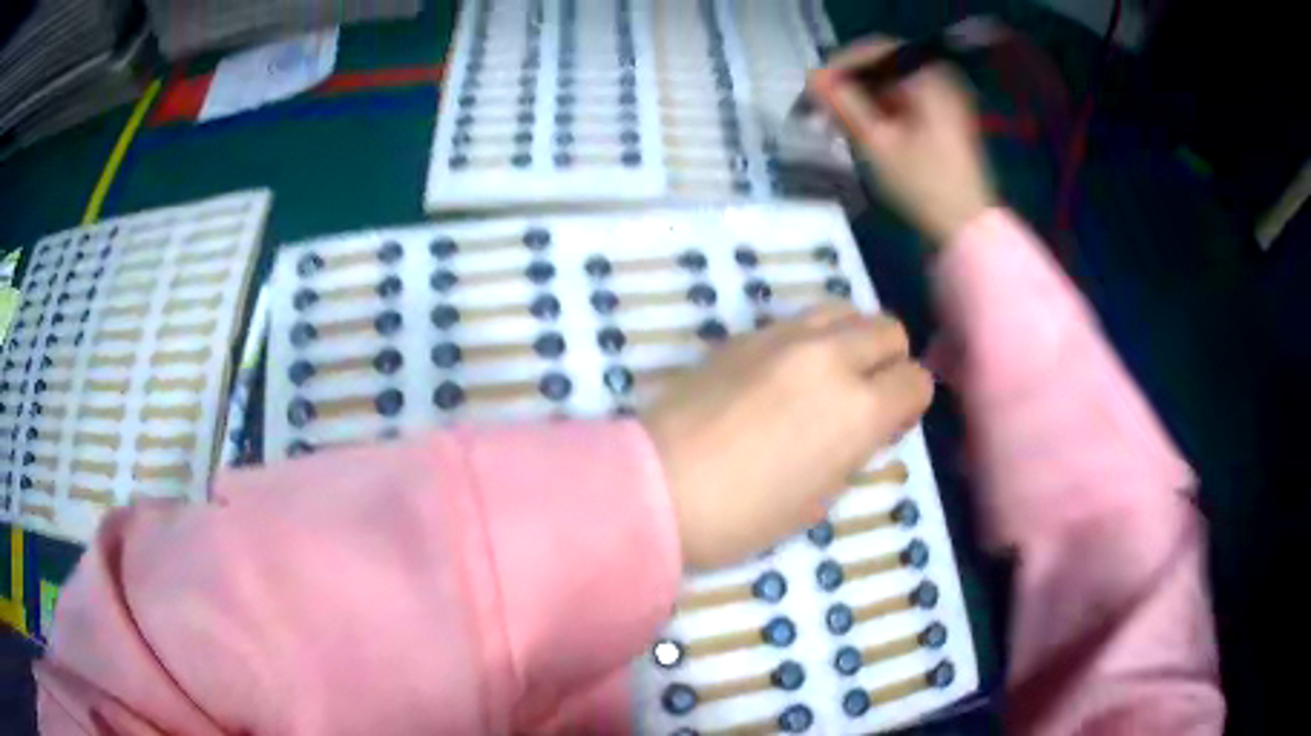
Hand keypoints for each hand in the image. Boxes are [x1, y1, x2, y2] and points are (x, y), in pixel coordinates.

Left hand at [641, 305, 932, 569]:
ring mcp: (785, 336)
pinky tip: (786, 372)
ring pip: (845, 310)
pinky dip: (812, 338)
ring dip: (852, 338)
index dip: (910, 403)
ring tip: (831, 376)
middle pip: (888, 329)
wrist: (658, 487)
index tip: (892, 423)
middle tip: (866, 395)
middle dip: (889, 361)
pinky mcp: (746, 333)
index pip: (916, 380)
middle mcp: (832, 357)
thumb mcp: (820, 499)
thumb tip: (867, 426)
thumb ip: (856, 449)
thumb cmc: (744, 515)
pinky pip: (800, 319)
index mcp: (860, 408)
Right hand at [808, 38, 996, 243]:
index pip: (876, 51)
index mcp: (928, 77)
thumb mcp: (876, 142)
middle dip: (849, 84)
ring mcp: (944, 101)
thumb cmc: (924, 185)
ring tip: (835, 122)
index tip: (814, 88)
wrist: (966, 228)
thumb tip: (812, 78)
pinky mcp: (943, 122)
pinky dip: (879, 112)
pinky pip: (903, 103)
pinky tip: (860, 131)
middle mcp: (939, 81)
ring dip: (861, 100)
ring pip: (891, 86)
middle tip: (821, 107)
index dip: (840, 65)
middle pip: (883, 67)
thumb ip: (842, 104)